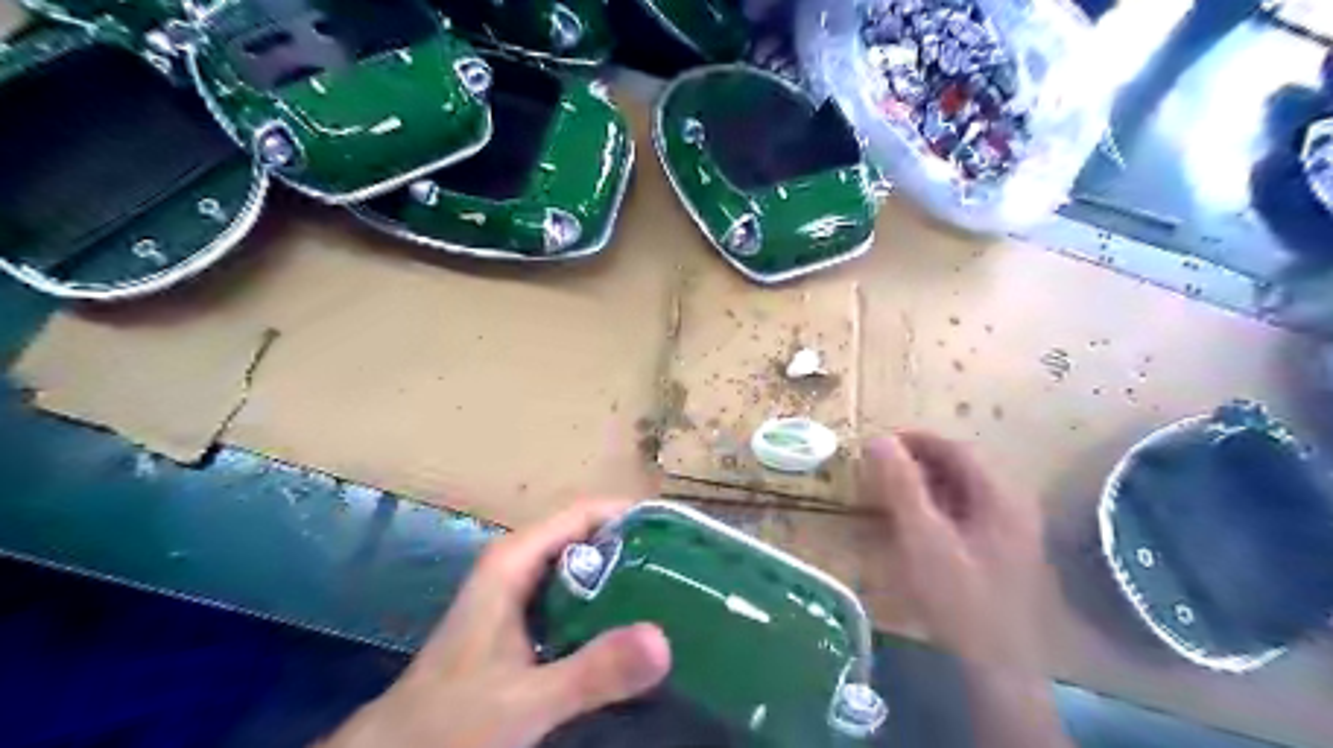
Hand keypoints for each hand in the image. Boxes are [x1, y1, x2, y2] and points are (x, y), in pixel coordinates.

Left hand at [327, 500, 672, 746]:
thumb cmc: (450, 720)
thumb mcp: (525, 700)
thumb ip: (591, 671)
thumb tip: (664, 639)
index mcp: (515, 560)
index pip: (585, 512)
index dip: (632, 515)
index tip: (681, 534)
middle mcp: (520, 564)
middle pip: (589, 536)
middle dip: (637, 547)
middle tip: (689, 568)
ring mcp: (521, 592)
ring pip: (584, 566)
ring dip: (626, 575)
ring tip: (676, 591)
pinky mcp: (526, 622)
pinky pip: (577, 597)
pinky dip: (609, 603)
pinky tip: (636, 626)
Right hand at [866, 432, 1068, 747]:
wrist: (997, 666)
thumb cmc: (959, 597)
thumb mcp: (922, 538)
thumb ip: (901, 486)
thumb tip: (878, 440)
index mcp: (999, 495)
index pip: (955, 447)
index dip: (914, 439)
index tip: (877, 443)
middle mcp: (1012, 504)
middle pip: (961, 466)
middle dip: (918, 460)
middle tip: (879, 468)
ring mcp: (1012, 529)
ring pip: (963, 489)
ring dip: (926, 482)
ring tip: (891, 491)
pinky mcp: (1003, 550)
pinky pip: (967, 512)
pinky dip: (938, 506)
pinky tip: (916, 522)